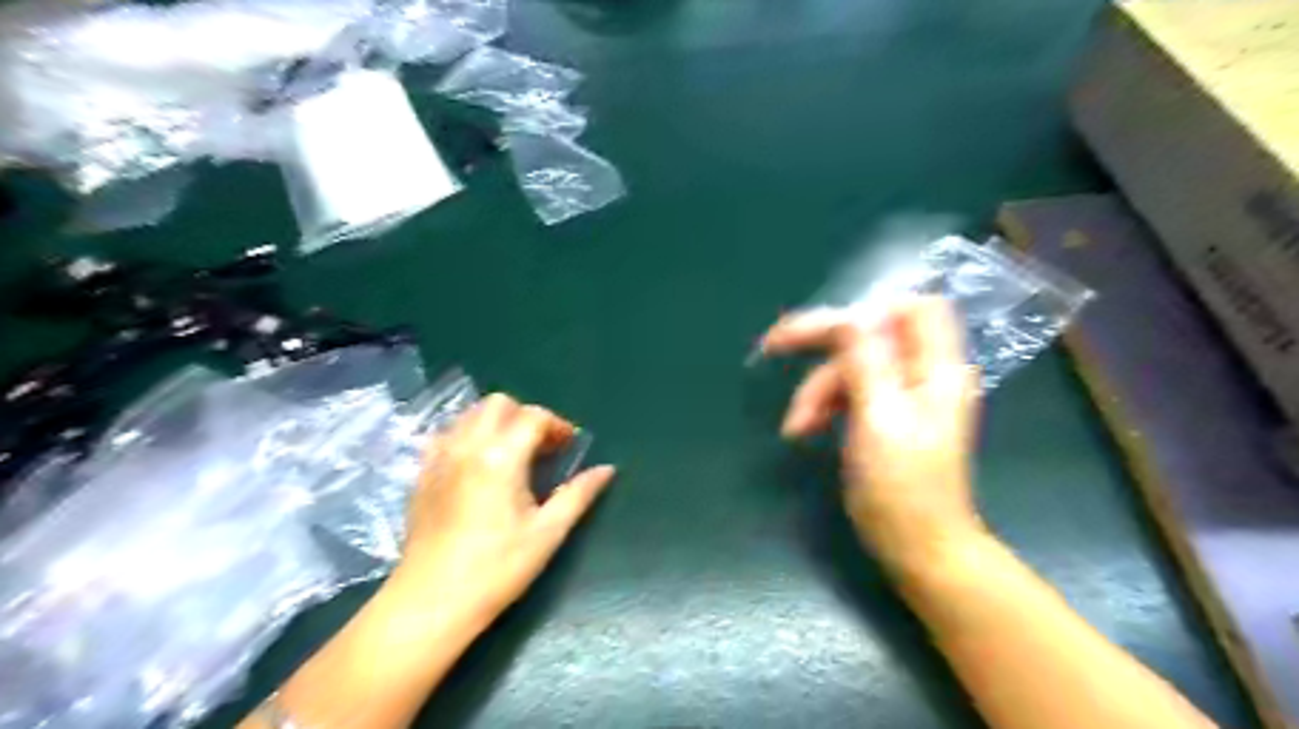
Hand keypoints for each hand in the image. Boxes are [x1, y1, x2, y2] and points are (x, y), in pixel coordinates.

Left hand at [399, 397, 614, 622]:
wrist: (431, 603)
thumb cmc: (497, 569)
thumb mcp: (548, 532)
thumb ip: (578, 494)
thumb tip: (607, 469)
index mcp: (500, 457)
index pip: (533, 416)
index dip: (557, 425)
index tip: (569, 447)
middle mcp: (467, 446)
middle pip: (498, 403)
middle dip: (525, 416)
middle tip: (541, 447)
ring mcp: (439, 458)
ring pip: (470, 414)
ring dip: (496, 422)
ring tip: (512, 454)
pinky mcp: (422, 474)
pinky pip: (447, 435)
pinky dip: (468, 436)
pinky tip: (478, 465)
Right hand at [764, 296, 986, 569]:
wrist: (918, 549)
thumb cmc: (902, 489)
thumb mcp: (879, 420)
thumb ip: (866, 362)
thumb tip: (850, 314)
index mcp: (936, 369)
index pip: (913, 308)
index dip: (869, 308)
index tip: (824, 328)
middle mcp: (924, 374)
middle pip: (870, 335)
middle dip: (823, 347)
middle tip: (773, 347)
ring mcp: (904, 396)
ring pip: (851, 366)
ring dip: (817, 390)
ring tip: (795, 426)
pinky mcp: (886, 416)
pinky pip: (849, 392)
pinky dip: (824, 406)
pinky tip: (804, 429)